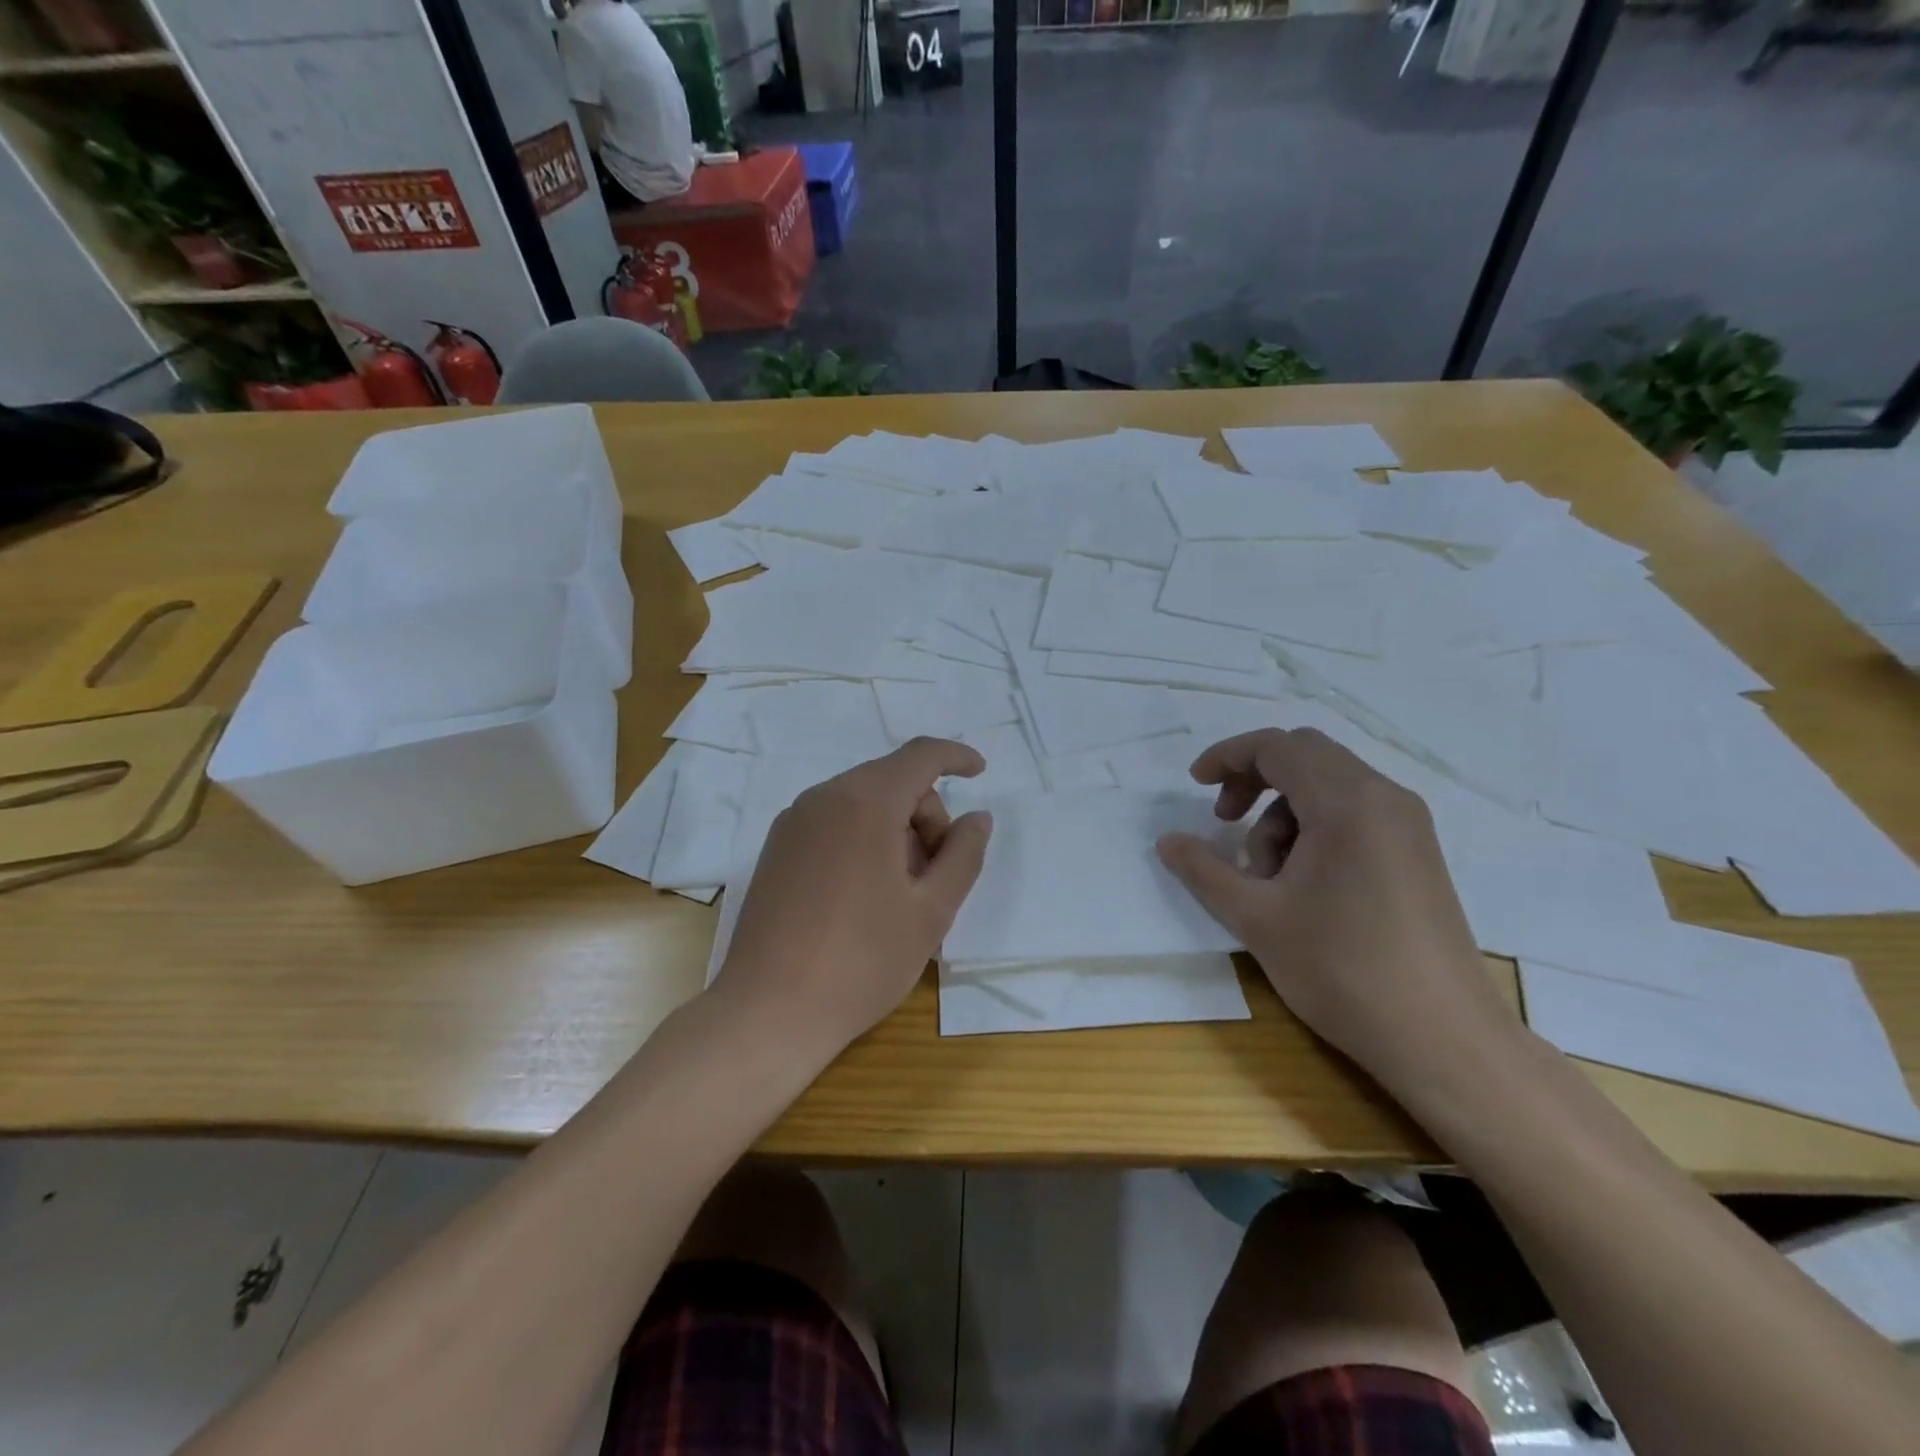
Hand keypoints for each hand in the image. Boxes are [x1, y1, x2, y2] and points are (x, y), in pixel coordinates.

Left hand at [713, 737, 993, 1057]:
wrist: (768, 1013)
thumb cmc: (862, 961)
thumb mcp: (931, 911)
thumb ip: (963, 854)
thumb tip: (977, 817)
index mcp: (864, 803)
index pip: (920, 756)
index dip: (956, 757)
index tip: (981, 772)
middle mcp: (823, 798)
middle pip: (892, 781)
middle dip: (926, 815)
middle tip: (936, 876)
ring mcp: (793, 823)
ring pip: (862, 803)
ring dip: (896, 831)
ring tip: (900, 895)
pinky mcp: (776, 849)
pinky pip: (834, 823)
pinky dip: (863, 839)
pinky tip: (865, 896)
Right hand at [1156, 728, 1516, 1094]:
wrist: (1443, 1039)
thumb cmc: (1342, 970)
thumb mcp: (1256, 918)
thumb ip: (1203, 870)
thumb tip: (1167, 841)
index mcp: (1346, 802)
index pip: (1277, 746)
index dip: (1228, 757)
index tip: (1195, 786)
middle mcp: (1384, 798)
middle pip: (1305, 756)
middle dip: (1254, 779)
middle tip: (1224, 822)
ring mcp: (1407, 825)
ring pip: (1329, 786)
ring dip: (1283, 813)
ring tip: (1266, 876)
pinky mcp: (1416, 852)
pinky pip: (1354, 813)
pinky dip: (1315, 828)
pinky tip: (1302, 883)